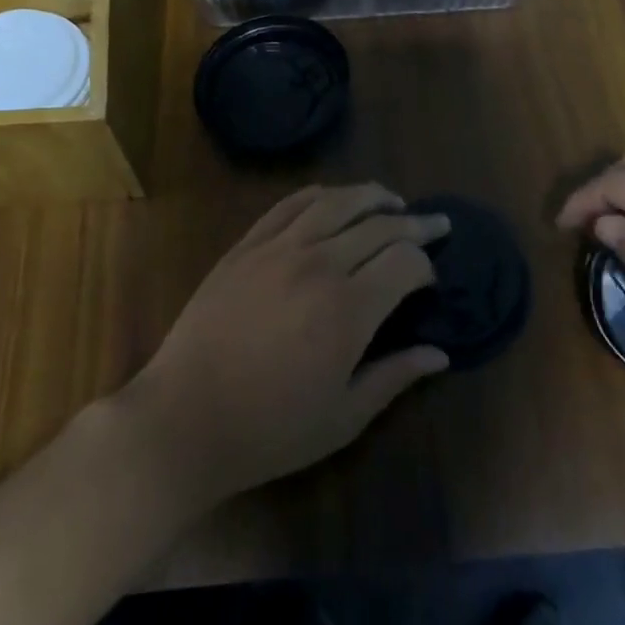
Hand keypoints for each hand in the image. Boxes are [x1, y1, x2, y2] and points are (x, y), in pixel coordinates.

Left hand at [122, 184, 450, 504]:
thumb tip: (440, 355)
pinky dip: (320, 194)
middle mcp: (318, 264)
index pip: (405, 262)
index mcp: (349, 308)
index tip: (432, 279)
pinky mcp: (246, 246)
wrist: (184, 419)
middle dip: (415, 223)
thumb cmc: (270, 429)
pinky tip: (334, 198)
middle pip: (379, 225)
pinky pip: (290, 205)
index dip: (427, 265)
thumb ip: (395, 377)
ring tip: (393, 200)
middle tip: (436, 224)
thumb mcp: (344, 417)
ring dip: (372, 196)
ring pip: (337, 202)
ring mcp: (278, 249)